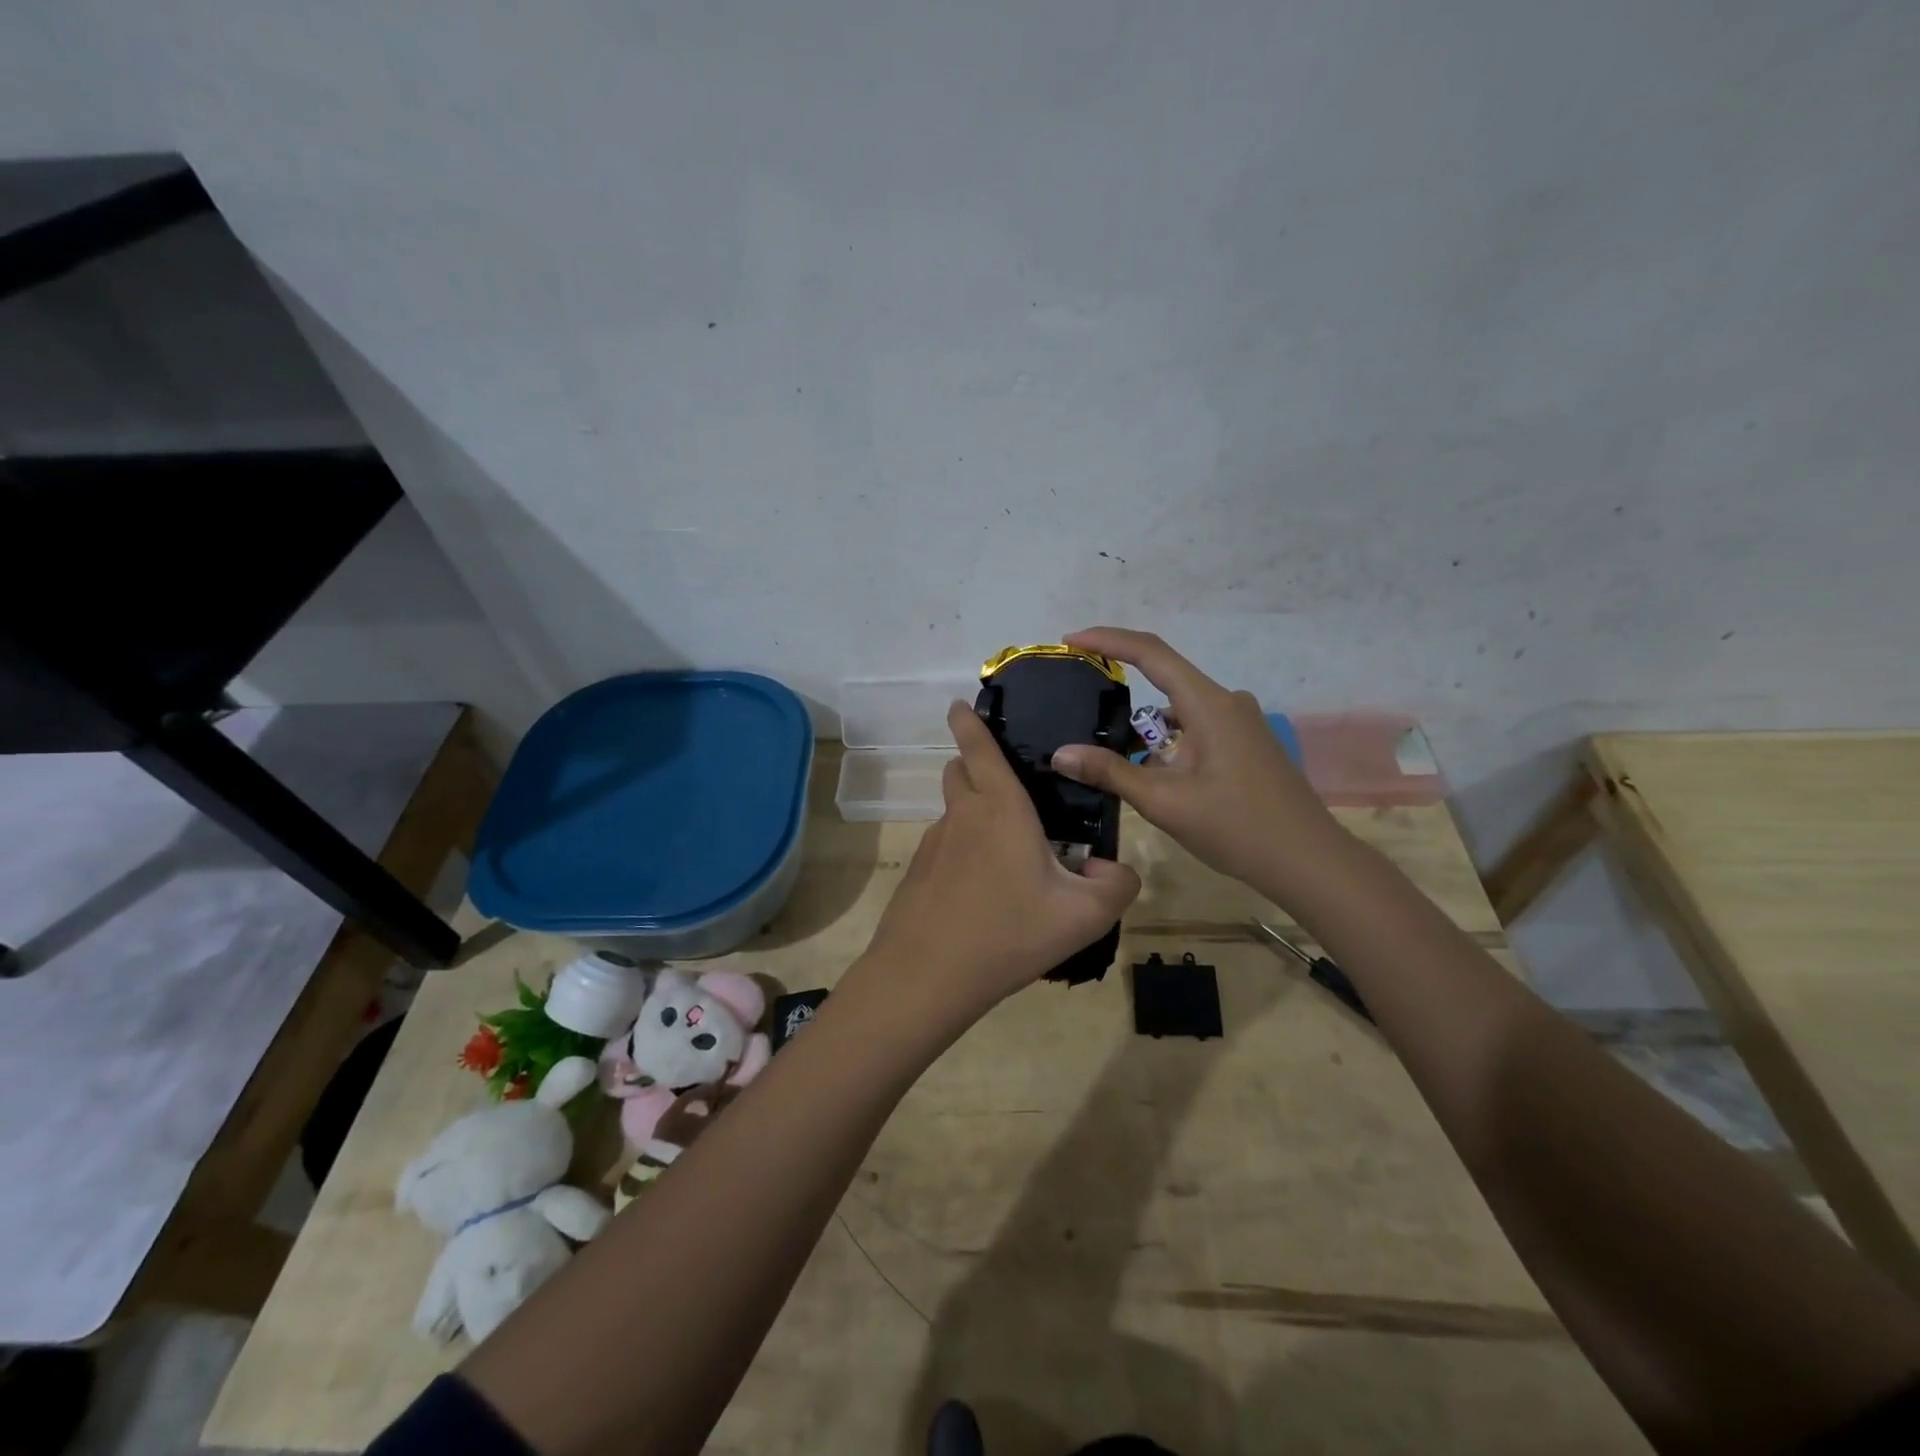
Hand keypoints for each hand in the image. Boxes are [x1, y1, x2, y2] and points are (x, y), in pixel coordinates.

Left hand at [854, 701, 1140, 1020]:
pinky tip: (981, 892)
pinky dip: (962, 851)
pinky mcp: (919, 873)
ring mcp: (934, 844)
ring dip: (973, 813)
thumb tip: (1112, 870)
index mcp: (1001, 809)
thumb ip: (1116, 885)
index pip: (980, 748)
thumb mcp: (1084, 915)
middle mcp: (963, 816)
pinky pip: (944, 847)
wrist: (928, 975)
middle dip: (973, 762)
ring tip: (1006, 853)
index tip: (959, 704)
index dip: (969, 722)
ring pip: (953, 811)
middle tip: (1005, 783)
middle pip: (958, 771)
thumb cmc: (1009, 933)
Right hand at [1050, 627, 1341, 898]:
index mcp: (1209, 704)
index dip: (1108, 640)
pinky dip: (1169, 746)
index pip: (1151, 653)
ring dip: (1146, 733)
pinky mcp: (1247, 745)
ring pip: (1180, 713)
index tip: (1072, 641)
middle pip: (1164, 682)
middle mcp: (1227, 702)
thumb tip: (1061, 754)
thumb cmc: (1237, 828)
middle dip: (1122, 695)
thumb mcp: (1165, 801)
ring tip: (1113, 763)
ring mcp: (1241, 724)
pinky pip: (1196, 731)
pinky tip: (1155, 779)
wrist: (1309, 862)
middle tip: (1081, 714)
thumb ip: (1110, 772)